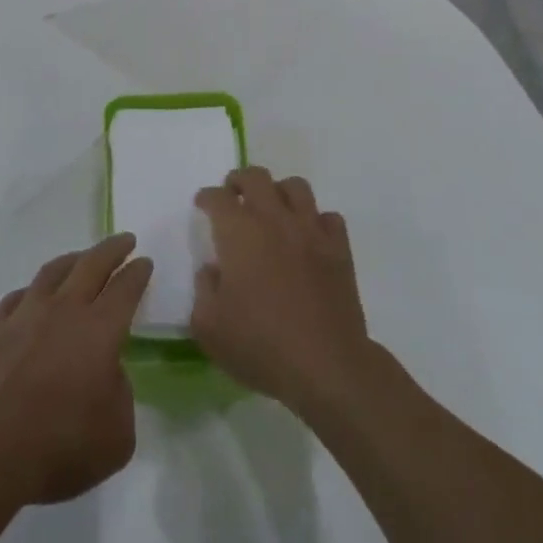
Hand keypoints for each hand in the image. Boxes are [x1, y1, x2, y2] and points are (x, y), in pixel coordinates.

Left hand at [0, 233, 152, 513]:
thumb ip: (121, 395)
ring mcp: (26, 315)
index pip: (125, 288)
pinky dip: (34, 290)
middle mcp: (65, 310)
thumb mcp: (117, 436)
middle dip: (112, 249)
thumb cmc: (60, 446)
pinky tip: (36, 295)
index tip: (145, 262)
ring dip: (73, 259)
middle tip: (125, 240)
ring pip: (53, 271)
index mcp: (100, 330)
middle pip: (92, 264)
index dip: (138, 272)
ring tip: (82, 257)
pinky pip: (20, 296)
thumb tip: (108, 373)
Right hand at [192, 168, 370, 412]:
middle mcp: (274, 220)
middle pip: (256, 177)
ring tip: (272, 209)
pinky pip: (328, 217)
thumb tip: (213, 270)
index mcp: (239, 233)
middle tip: (233, 195)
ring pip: (296, 187)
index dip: (207, 198)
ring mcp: (311, 231)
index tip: (202, 205)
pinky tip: (308, 237)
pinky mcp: (339, 249)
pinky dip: (315, 220)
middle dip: (239, 181)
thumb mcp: (209, 327)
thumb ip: (204, 290)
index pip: (218, 198)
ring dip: (279, 191)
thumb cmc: (260, 345)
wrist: (326, 365)